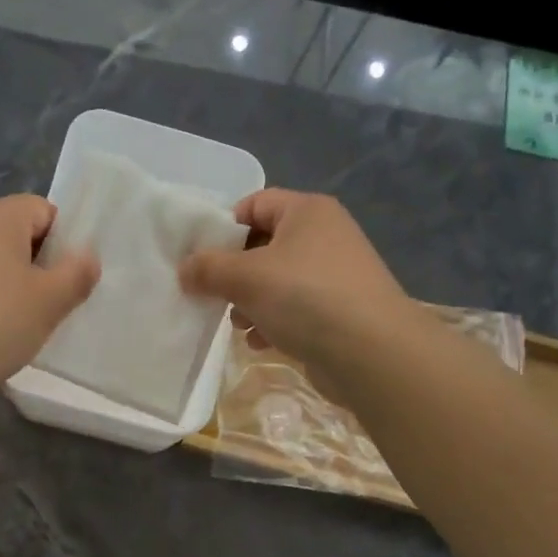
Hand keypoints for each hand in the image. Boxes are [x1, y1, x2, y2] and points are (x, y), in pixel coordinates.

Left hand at [0, 195, 98, 402]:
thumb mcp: (48, 302)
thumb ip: (76, 274)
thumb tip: (87, 256)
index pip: (46, 210)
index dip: (66, 243)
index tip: (72, 281)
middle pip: (19, 235)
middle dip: (41, 267)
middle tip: (54, 306)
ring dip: (14, 288)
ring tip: (24, 324)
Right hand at [179, 189, 410, 371]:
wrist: (372, 353)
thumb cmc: (305, 298)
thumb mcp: (246, 278)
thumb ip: (208, 269)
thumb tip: (185, 269)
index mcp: (307, 211)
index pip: (254, 204)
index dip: (223, 228)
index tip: (201, 259)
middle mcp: (325, 235)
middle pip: (264, 245)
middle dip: (234, 273)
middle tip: (215, 295)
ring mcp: (335, 274)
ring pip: (277, 281)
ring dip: (251, 301)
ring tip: (238, 324)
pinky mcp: (340, 310)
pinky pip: (295, 308)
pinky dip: (274, 321)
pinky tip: (261, 342)